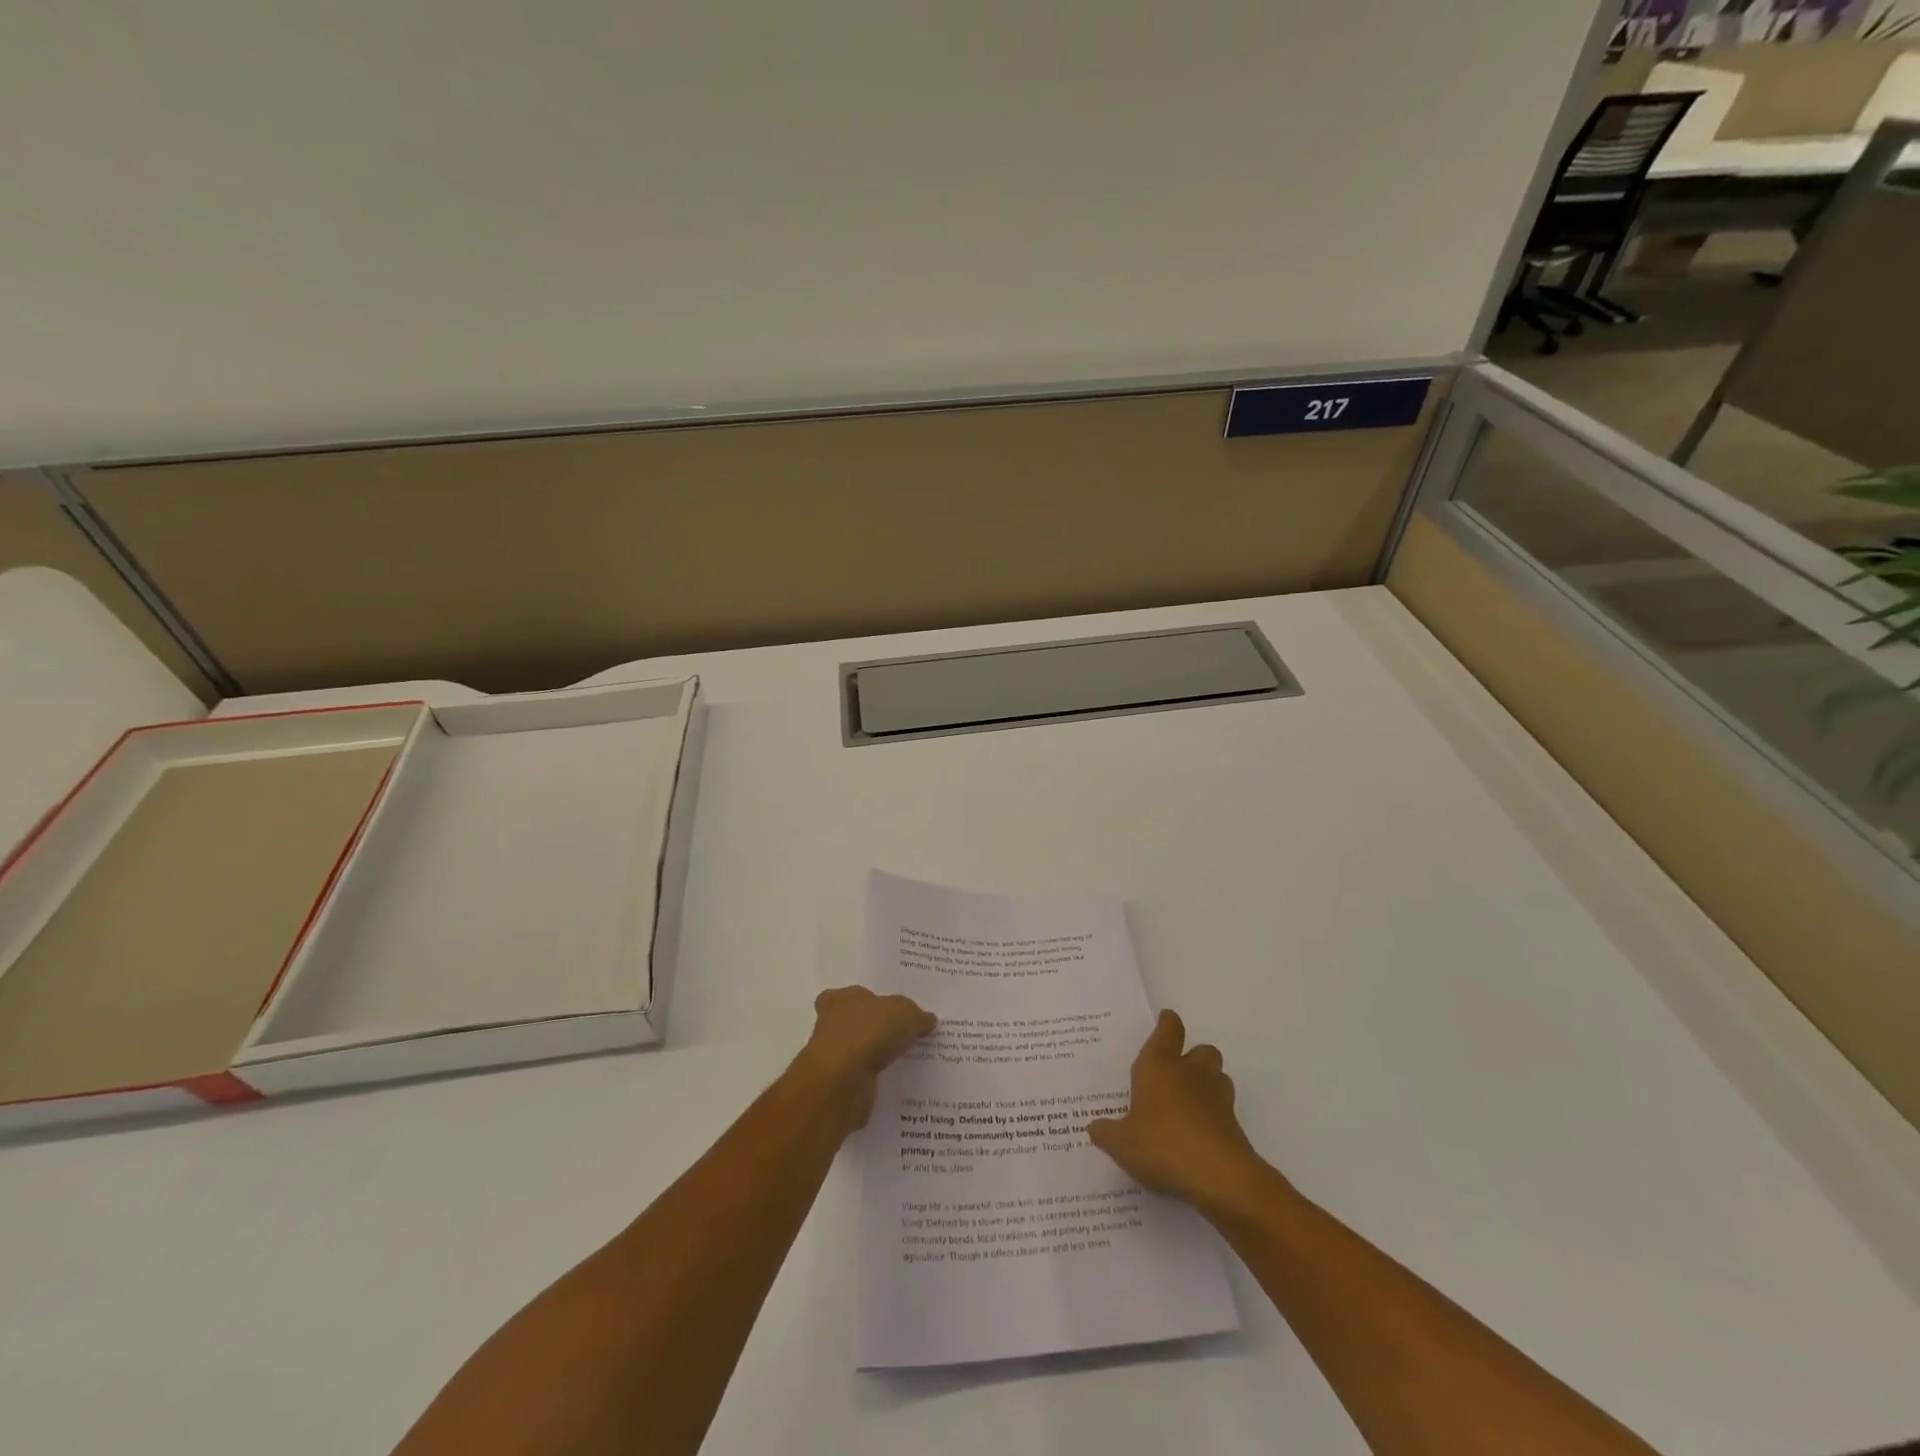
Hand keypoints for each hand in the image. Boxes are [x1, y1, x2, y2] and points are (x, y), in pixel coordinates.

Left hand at [791, 986, 936, 1131]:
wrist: (842, 1082)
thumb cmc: (869, 1033)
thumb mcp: (905, 1014)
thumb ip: (917, 1016)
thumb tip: (928, 1020)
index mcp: (841, 999)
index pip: (851, 996)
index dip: (869, 1002)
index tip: (889, 1012)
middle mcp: (831, 1025)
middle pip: (854, 1024)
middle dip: (874, 1030)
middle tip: (902, 1036)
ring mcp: (832, 1058)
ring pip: (858, 1053)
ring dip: (875, 1057)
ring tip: (906, 1061)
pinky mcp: (838, 1086)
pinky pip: (862, 1079)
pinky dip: (876, 1081)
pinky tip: (898, 1083)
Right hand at [1088, 1010, 1270, 1214]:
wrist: (1218, 1176)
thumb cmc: (1161, 1145)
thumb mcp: (1122, 1144)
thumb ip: (1107, 1133)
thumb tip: (1093, 1127)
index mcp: (1158, 1065)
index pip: (1168, 1029)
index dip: (1167, 1023)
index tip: (1164, 1021)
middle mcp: (1190, 1072)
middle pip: (1201, 1049)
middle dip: (1193, 1056)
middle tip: (1176, 1073)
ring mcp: (1217, 1096)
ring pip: (1218, 1075)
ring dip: (1208, 1082)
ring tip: (1190, 1102)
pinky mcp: (1235, 1124)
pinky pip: (1225, 1108)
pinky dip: (1216, 1114)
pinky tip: (1200, 1134)